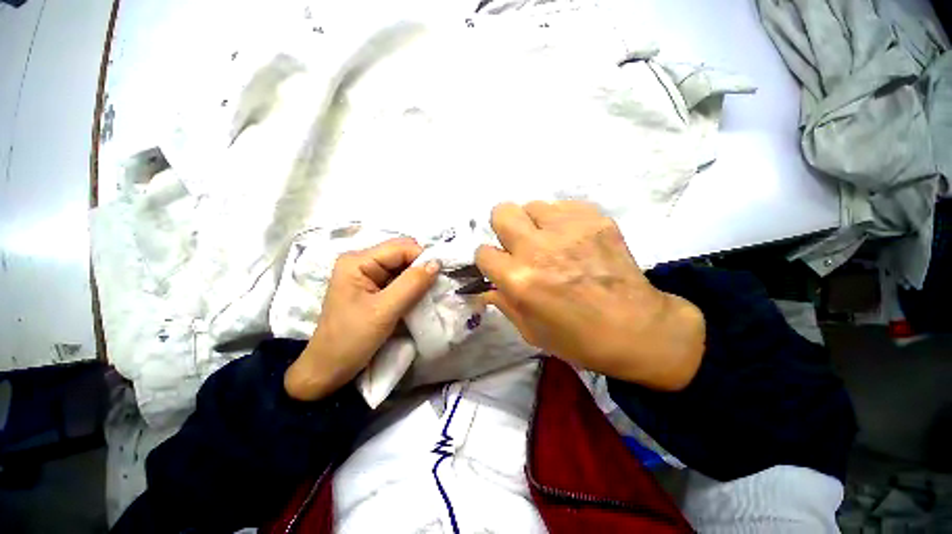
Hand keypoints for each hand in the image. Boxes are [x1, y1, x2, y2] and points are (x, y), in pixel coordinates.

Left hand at [285, 238, 439, 400]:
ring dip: (418, 278)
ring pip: (402, 266)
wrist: (329, 369)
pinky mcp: (372, 288)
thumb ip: (412, 284)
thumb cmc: (351, 339)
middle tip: (434, 287)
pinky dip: (411, 286)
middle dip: (421, 267)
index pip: (401, 247)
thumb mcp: (384, 311)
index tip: (439, 277)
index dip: (422, 258)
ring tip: (427, 294)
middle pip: (402, 254)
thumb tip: (437, 263)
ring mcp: (366, 274)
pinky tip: (417, 298)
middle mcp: (361, 261)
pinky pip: (399, 279)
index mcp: (358, 261)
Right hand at [476, 201, 704, 390]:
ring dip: (534, 223)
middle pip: (502, 212)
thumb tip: (486, 289)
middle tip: (519, 244)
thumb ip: (504, 304)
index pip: (483, 252)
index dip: (489, 261)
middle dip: (504, 228)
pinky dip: (562, 220)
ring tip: (551, 241)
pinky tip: (574, 239)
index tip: (500, 266)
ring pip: (533, 205)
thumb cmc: (579, 339)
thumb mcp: (530, 331)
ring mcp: (568, 229)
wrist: (638, 329)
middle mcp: (538, 248)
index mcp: (519, 279)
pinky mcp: (595, 219)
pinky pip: (564, 206)